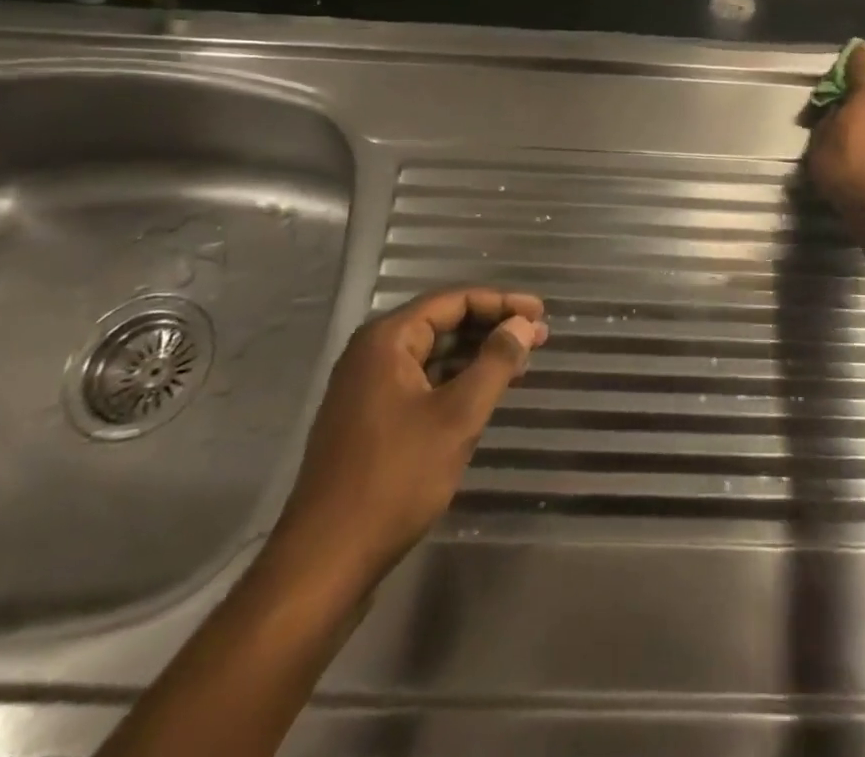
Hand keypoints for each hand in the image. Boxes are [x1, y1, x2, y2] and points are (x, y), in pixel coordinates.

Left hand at [268, 287, 546, 589]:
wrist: (324, 562)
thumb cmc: (395, 479)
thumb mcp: (457, 417)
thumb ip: (495, 362)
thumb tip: (523, 324)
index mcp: (387, 340)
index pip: (453, 301)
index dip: (501, 302)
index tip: (540, 312)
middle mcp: (372, 353)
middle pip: (442, 323)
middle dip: (491, 328)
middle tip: (538, 336)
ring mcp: (366, 388)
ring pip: (432, 355)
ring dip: (476, 355)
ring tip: (520, 363)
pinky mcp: (368, 420)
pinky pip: (421, 382)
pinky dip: (455, 381)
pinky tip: (483, 394)